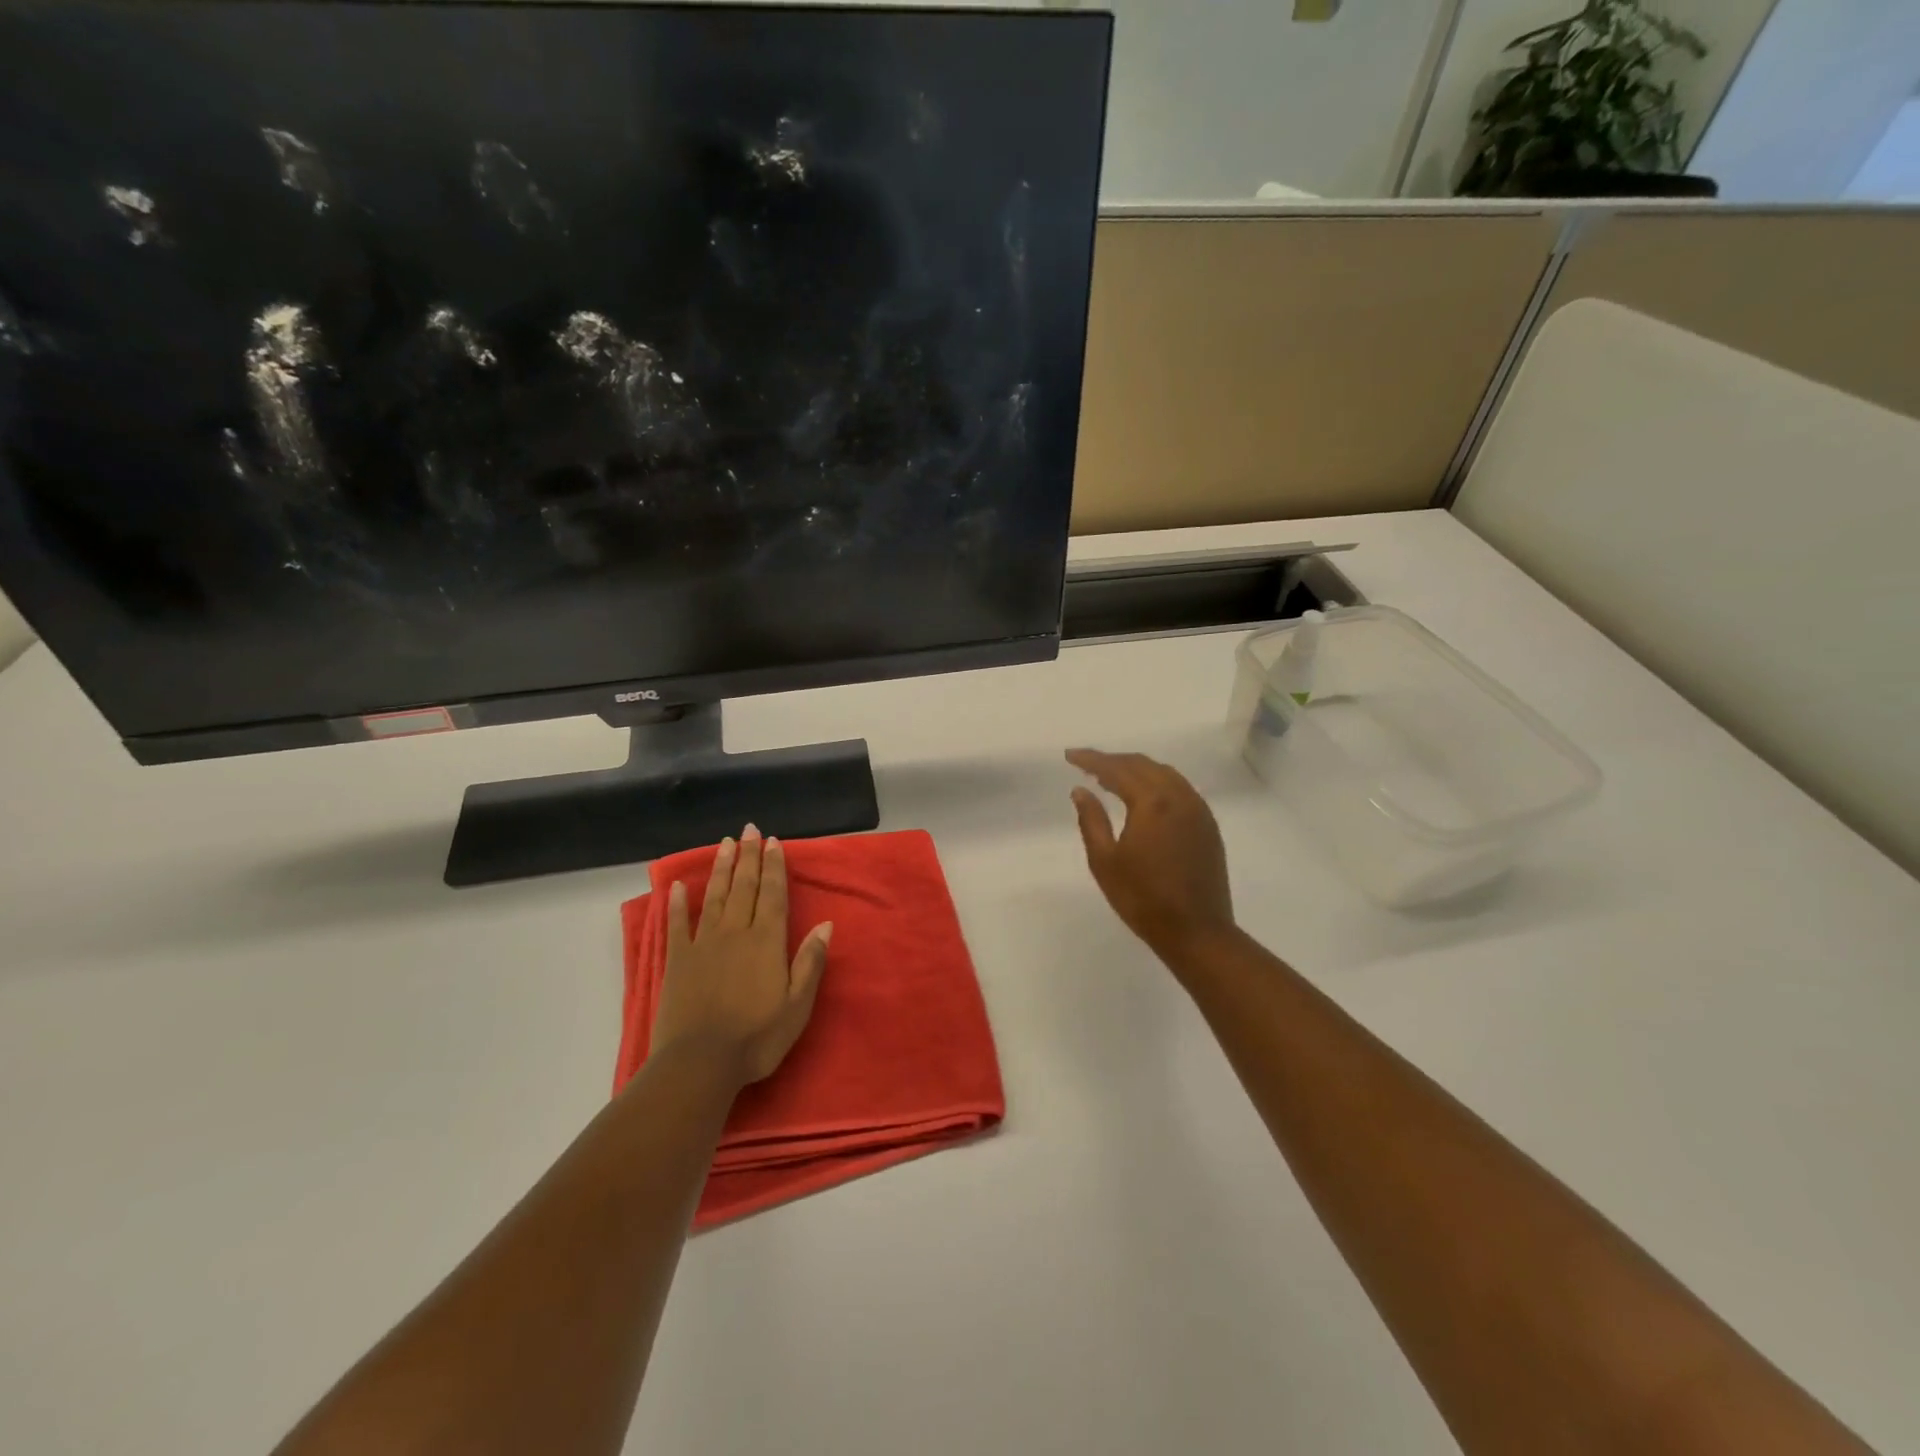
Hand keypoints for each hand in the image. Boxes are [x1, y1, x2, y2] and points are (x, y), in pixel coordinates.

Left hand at [652, 826, 832, 1087]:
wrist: (700, 1064)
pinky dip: (677, 904)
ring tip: (725, 844)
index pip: (773, 895)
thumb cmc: (756, 1038)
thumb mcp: (797, 1006)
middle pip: (745, 887)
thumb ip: (810, 962)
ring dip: (721, 869)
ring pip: (715, 897)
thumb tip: (826, 925)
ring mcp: (704, 944)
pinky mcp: (678, 960)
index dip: (774, 867)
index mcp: (767, 942)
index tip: (773, 842)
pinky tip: (677, 886)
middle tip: (749, 830)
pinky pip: (677, 925)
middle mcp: (737, 933)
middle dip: (749, 857)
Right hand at [1067, 749, 1236, 960]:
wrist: (1197, 932)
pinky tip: (1143, 796)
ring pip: (1164, 773)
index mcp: (1152, 803)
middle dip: (1113, 761)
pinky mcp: (1208, 825)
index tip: (1069, 755)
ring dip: (1136, 769)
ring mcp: (1198, 810)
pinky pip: (1180, 788)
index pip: (1117, 769)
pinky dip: (1156, 782)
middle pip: (1142, 765)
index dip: (1091, 760)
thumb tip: (1080, 790)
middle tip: (1086, 765)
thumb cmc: (1143, 899)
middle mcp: (1179, 796)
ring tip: (1111, 777)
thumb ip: (1091, 820)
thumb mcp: (1105, 861)